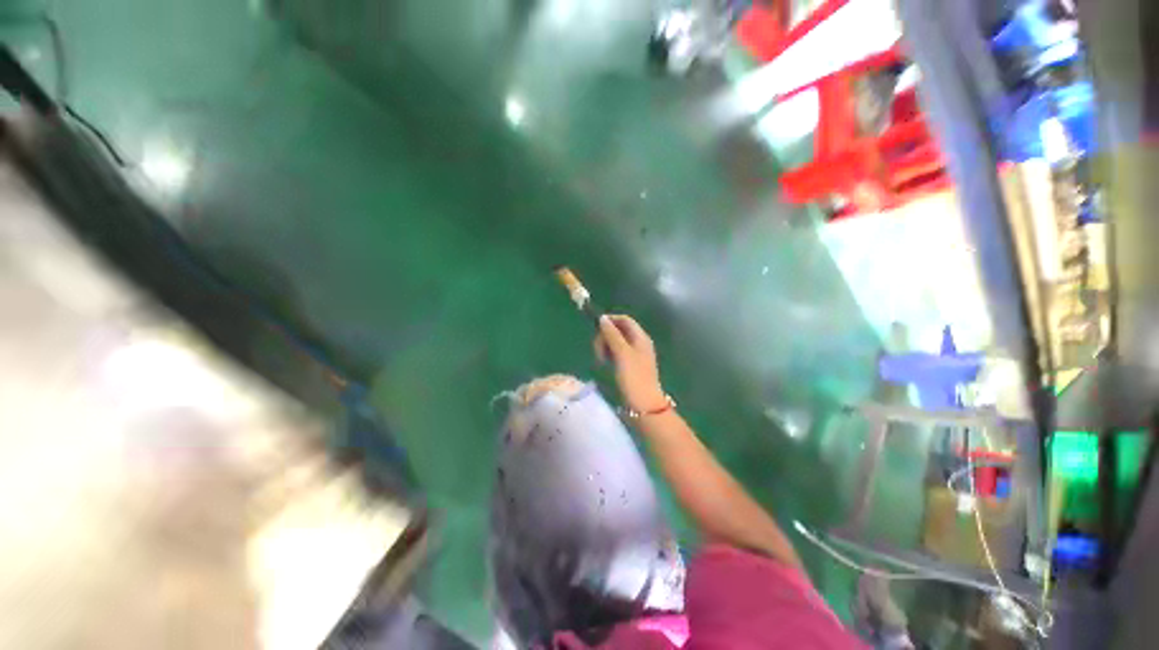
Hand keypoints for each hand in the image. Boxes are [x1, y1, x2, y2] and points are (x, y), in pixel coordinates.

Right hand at [594, 315, 666, 411]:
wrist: (643, 405)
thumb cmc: (634, 377)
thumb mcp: (622, 354)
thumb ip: (612, 335)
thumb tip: (602, 318)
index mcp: (640, 337)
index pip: (624, 320)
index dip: (610, 321)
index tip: (596, 329)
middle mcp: (638, 343)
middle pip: (618, 330)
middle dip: (605, 336)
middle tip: (598, 351)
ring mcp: (634, 355)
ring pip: (615, 342)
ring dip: (605, 346)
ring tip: (601, 359)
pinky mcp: (629, 366)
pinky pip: (616, 354)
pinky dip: (609, 355)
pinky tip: (605, 364)